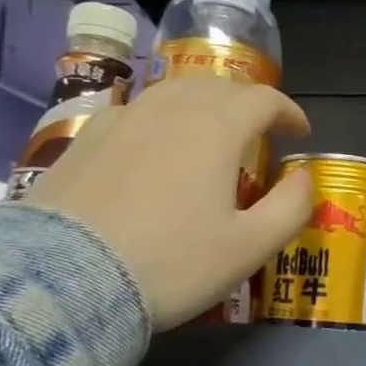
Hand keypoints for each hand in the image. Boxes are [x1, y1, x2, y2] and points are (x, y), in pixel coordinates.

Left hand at [26, 76, 311, 329]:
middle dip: (247, 102)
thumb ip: (290, 207)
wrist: (64, 279)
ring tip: (210, 131)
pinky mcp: (87, 138)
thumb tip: (301, 177)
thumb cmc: (171, 264)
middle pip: (219, 86)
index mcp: (216, 128)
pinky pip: (137, 112)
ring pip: (174, 93)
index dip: (288, 111)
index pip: (263, 99)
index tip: (300, 132)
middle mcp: (170, 109)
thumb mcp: (249, 248)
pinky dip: (162, 119)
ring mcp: (123, 119)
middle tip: (259, 130)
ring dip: (204, 104)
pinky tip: (156, 146)